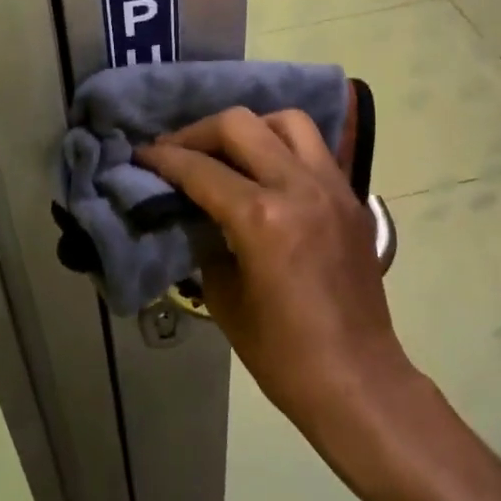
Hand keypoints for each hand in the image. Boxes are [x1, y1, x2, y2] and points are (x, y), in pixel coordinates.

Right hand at [137, 107, 413, 432]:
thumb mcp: (224, 297)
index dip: (164, 158)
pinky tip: (267, 170)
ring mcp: (332, 187)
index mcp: (261, 217)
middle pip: (240, 125)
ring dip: (250, 128)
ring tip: (228, 151)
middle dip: (199, 132)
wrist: (358, 380)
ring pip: (287, 121)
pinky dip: (284, 146)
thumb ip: (205, 241)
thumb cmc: (283, 353)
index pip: (201, 168)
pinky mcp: (352, 197)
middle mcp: (298, 187)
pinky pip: (314, 149)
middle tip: (178, 151)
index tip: (142, 155)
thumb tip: (192, 212)